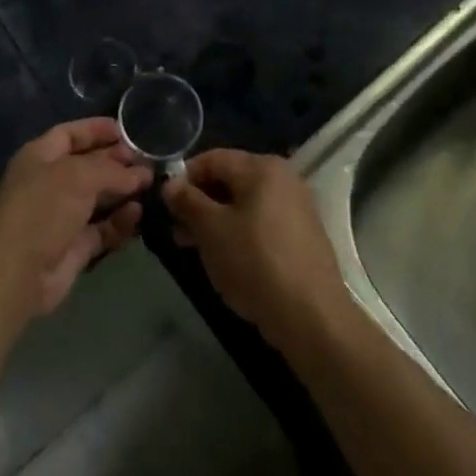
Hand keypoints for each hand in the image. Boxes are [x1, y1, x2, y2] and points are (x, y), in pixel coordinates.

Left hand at [0, 118, 152, 320]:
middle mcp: (50, 183)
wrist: (17, 273)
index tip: (126, 131)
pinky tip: (138, 214)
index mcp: (39, 157)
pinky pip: (102, 229)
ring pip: (98, 198)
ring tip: (151, 185)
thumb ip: (112, 170)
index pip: (70, 134)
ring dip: (122, 192)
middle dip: (116, 162)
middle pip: (87, 166)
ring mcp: (61, 216)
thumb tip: (140, 173)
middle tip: (147, 161)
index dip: (96, 130)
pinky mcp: (74, 247)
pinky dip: (120, 222)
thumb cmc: (43, 208)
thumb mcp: (78, 176)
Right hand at [164, 149, 352, 353]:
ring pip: (244, 204)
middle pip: (230, 180)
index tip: (164, 203)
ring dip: (215, 220)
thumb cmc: (255, 263)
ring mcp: (295, 207)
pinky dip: (238, 233)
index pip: (213, 159)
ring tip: (192, 246)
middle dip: (199, 202)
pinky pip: (260, 223)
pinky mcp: (301, 235)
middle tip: (175, 229)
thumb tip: (170, 184)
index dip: (184, 177)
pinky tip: (224, 257)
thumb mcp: (211, 230)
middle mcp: (283, 178)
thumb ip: (187, 201)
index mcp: (262, 167)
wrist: (311, 317)